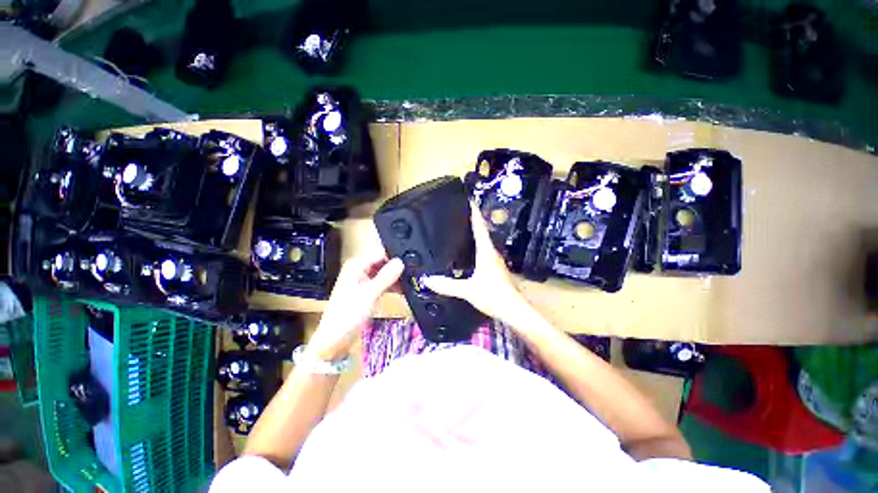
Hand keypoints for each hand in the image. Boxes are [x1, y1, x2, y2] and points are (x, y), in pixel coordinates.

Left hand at [307, 248, 403, 360]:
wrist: (334, 341)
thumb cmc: (348, 315)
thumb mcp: (369, 294)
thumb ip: (386, 277)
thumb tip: (401, 261)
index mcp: (356, 265)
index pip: (380, 253)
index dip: (395, 256)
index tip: (412, 261)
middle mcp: (359, 269)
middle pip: (383, 262)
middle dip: (397, 267)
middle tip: (414, 272)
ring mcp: (363, 281)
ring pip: (384, 273)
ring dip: (396, 278)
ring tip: (411, 281)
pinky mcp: (367, 291)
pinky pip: (382, 283)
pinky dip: (392, 286)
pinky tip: (403, 290)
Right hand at [422, 203, 524, 320]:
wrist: (513, 311)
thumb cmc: (493, 296)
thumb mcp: (468, 290)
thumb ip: (447, 285)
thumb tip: (427, 279)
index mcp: (486, 252)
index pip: (479, 227)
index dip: (474, 213)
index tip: (469, 200)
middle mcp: (492, 253)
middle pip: (482, 232)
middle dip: (473, 221)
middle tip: (461, 213)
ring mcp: (495, 261)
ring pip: (484, 242)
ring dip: (475, 233)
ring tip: (462, 228)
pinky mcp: (495, 269)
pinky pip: (484, 251)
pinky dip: (476, 246)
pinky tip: (469, 252)